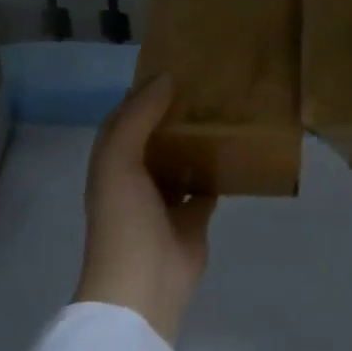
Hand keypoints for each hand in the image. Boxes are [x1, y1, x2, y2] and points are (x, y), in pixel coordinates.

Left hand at [73, 76, 217, 345]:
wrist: (143, 285)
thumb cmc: (124, 219)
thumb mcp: (119, 160)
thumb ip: (138, 117)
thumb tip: (166, 78)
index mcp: (113, 162)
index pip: (126, 117)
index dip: (145, 92)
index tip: (175, 65)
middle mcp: (137, 176)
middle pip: (158, 135)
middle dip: (177, 111)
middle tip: (209, 82)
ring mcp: (166, 198)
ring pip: (184, 157)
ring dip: (199, 138)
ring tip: (226, 107)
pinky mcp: (194, 216)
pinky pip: (208, 183)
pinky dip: (220, 168)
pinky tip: (238, 146)